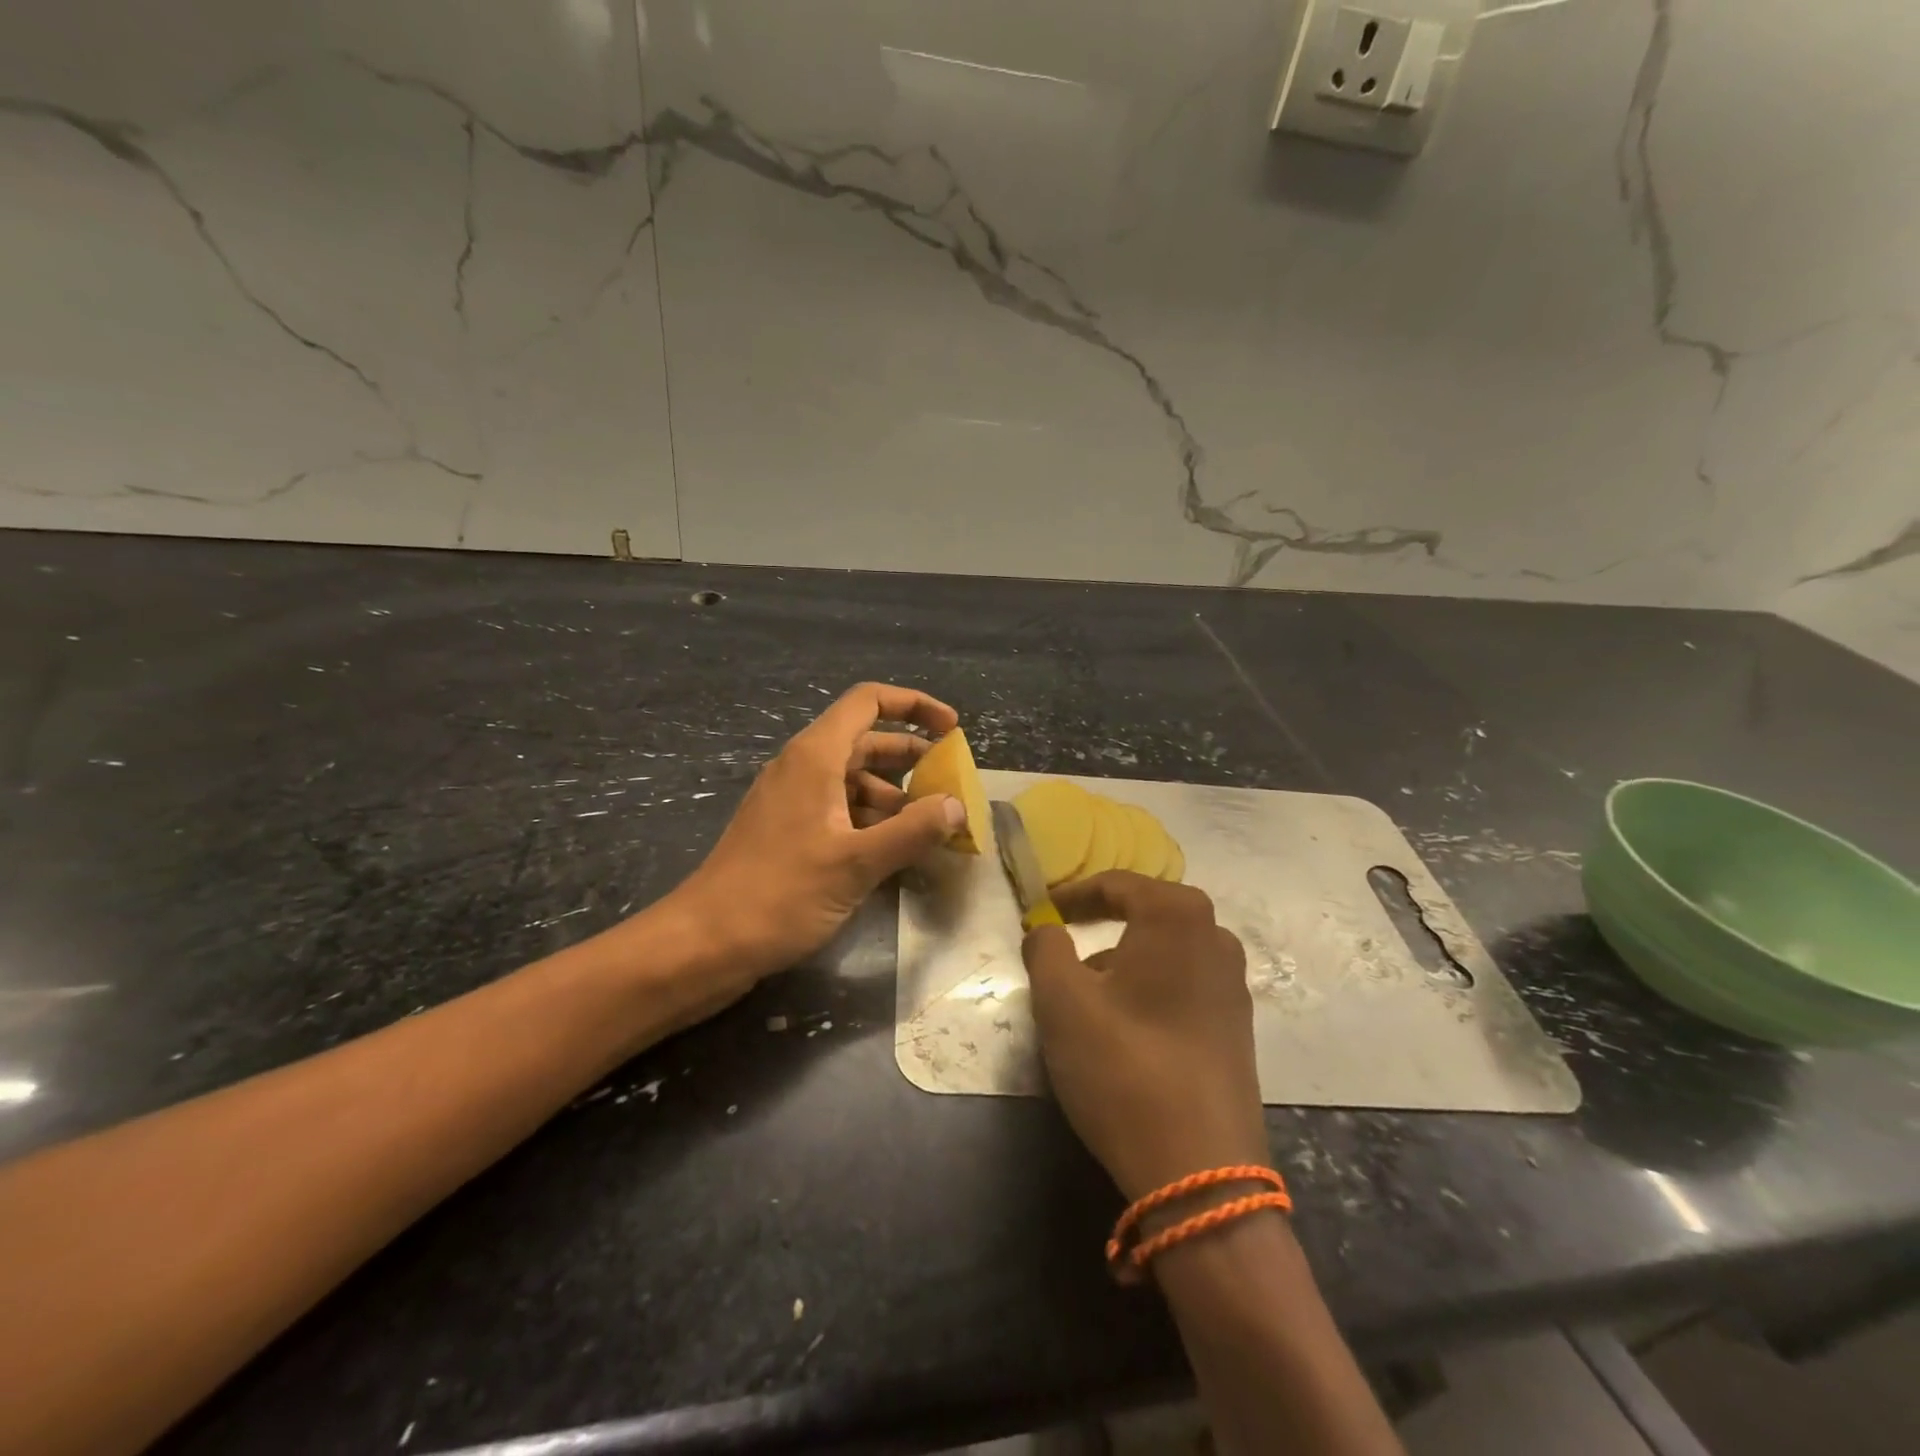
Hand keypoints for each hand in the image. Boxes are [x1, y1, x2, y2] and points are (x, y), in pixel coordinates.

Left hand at [673, 682, 962, 986]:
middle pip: (865, 740)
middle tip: (950, 782)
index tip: (951, 729)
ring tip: (930, 824)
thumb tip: (957, 806)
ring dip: (894, 794)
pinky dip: (871, 819)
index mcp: (815, 756)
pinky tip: (894, 849)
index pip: (869, 701)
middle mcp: (802, 768)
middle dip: (911, 756)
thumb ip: (913, 831)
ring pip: (853, 779)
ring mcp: (792, 800)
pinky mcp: (787, 831)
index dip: (914, 705)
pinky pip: (838, 809)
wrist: (705, 943)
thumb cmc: (781, 893)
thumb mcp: (857, 863)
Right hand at [1023, 873, 1267, 1200]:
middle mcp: (1216, 938)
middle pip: (1146, 913)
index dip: (1073, 894)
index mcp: (1178, 916)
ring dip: (1123, 958)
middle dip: (1101, 923)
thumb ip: (1044, 947)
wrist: (1200, 1171)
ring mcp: (1233, 985)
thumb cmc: (1123, 1066)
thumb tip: (1046, 930)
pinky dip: (1148, 987)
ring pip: (1165, 952)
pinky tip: (1124, 1026)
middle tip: (1062, 940)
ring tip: (1086, 991)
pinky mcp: (1237, 1028)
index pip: (1117, 884)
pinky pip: (1183, 984)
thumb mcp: (1061, 1000)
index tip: (1042, 910)